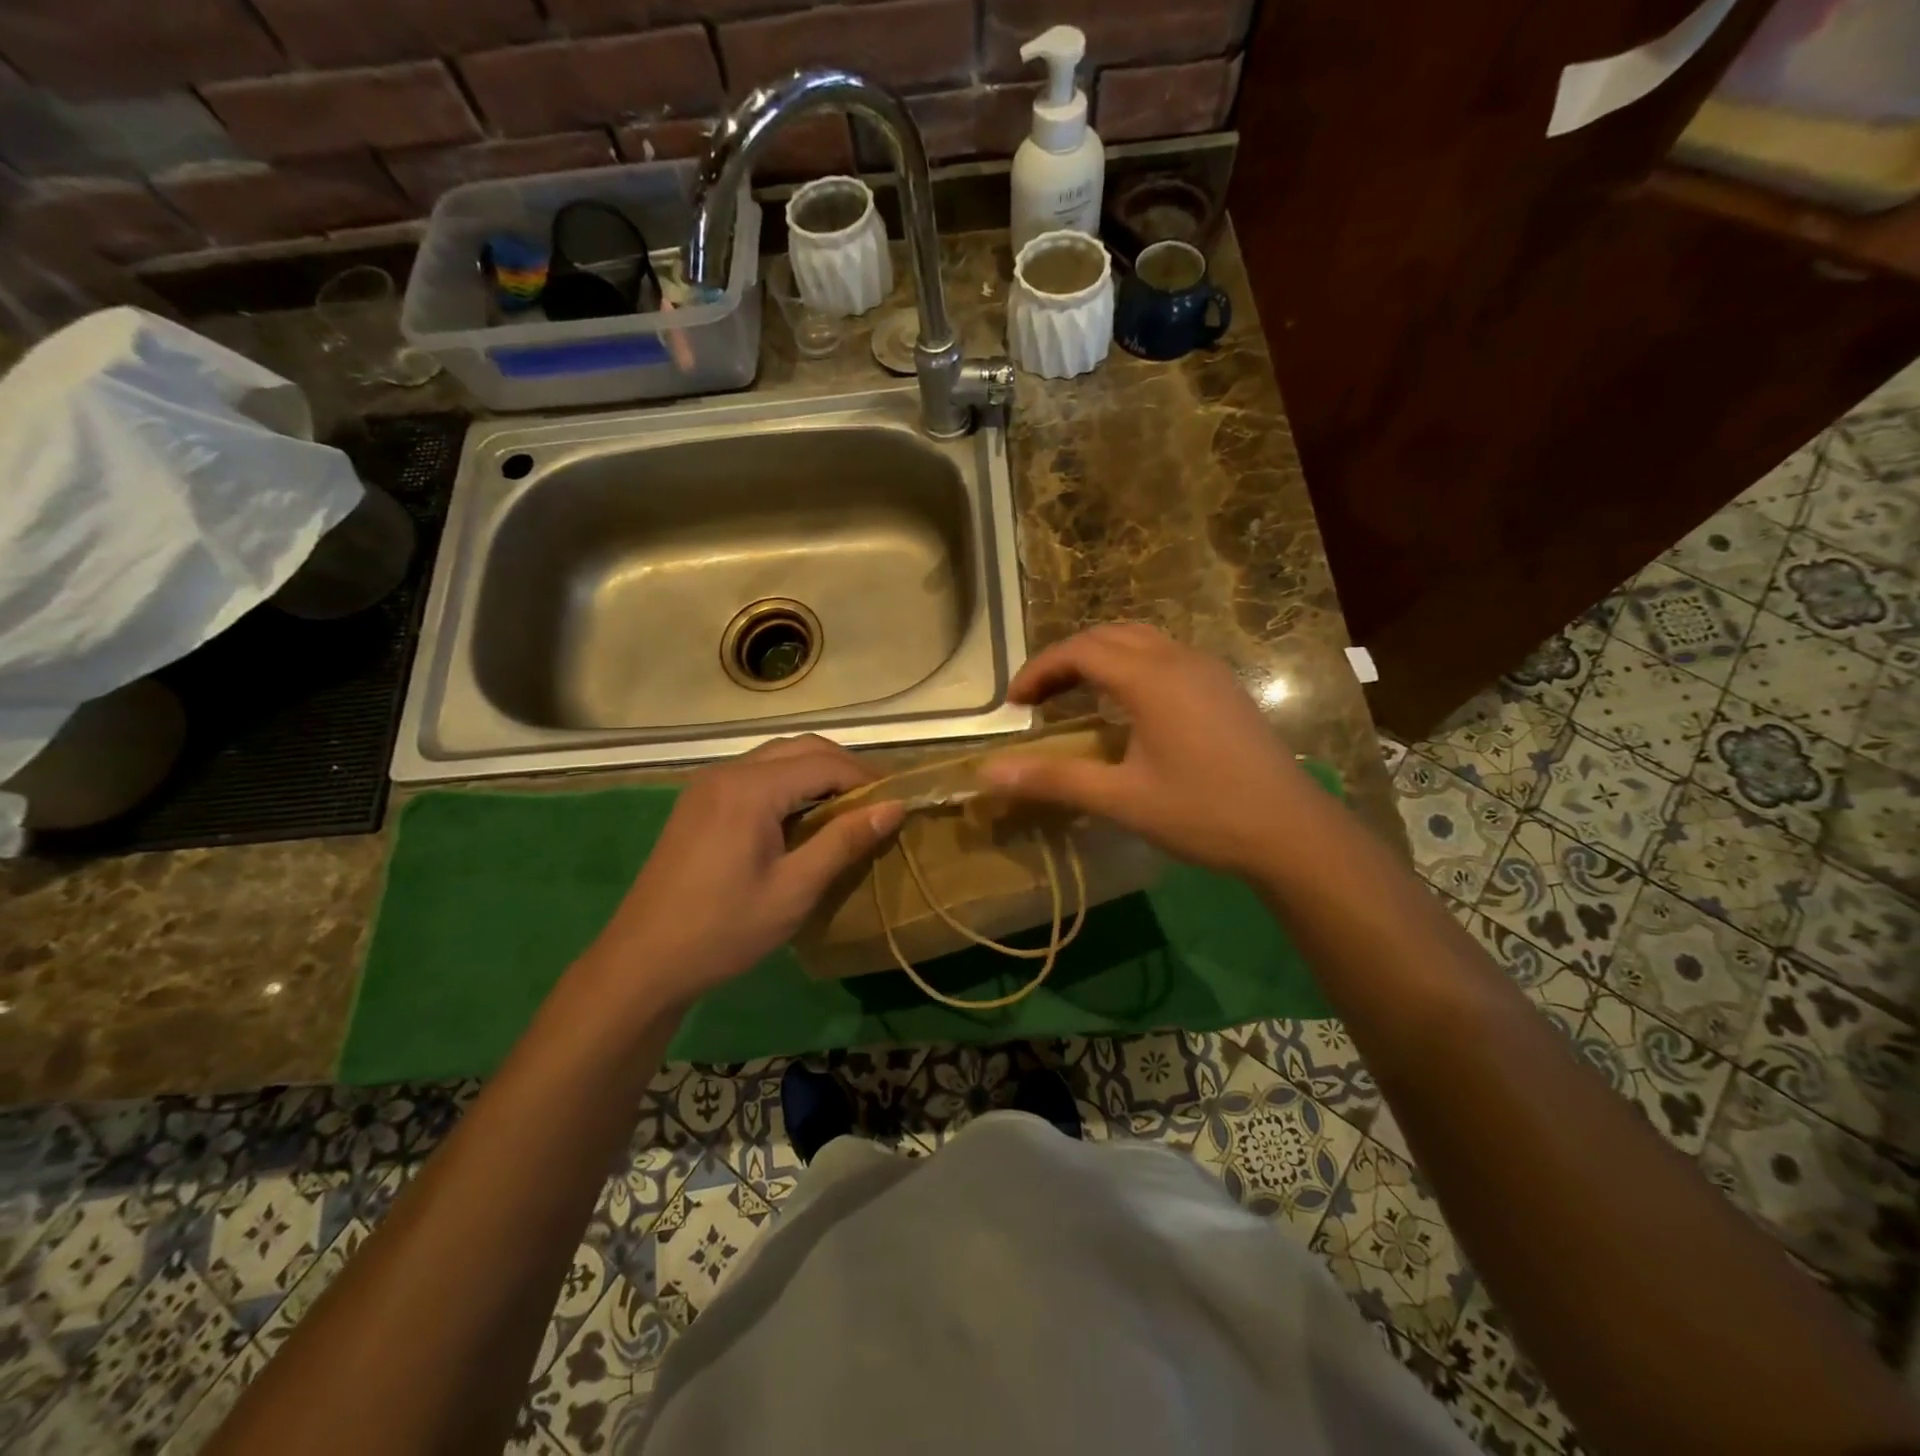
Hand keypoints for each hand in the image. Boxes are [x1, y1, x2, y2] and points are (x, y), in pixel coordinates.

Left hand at [584, 736, 903, 1010]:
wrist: (643, 961)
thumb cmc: (724, 929)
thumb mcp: (795, 889)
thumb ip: (844, 840)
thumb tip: (894, 806)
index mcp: (750, 788)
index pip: (824, 763)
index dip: (866, 778)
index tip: (898, 801)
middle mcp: (728, 772)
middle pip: (801, 748)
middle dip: (844, 768)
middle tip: (878, 803)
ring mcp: (709, 784)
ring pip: (778, 758)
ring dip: (817, 774)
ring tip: (849, 810)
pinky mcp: (700, 801)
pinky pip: (756, 775)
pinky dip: (790, 785)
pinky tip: (804, 818)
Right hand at [978, 625, 1319, 879]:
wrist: (1291, 831)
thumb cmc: (1202, 813)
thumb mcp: (1121, 799)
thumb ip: (1053, 779)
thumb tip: (988, 773)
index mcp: (1151, 678)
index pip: (1080, 651)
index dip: (1039, 670)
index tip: (1014, 703)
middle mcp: (1179, 659)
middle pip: (1109, 635)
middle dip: (1065, 659)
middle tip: (1037, 698)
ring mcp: (1207, 670)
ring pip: (1140, 640)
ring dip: (1100, 657)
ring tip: (1074, 694)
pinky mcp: (1224, 687)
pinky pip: (1165, 655)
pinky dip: (1130, 665)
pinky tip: (1127, 706)